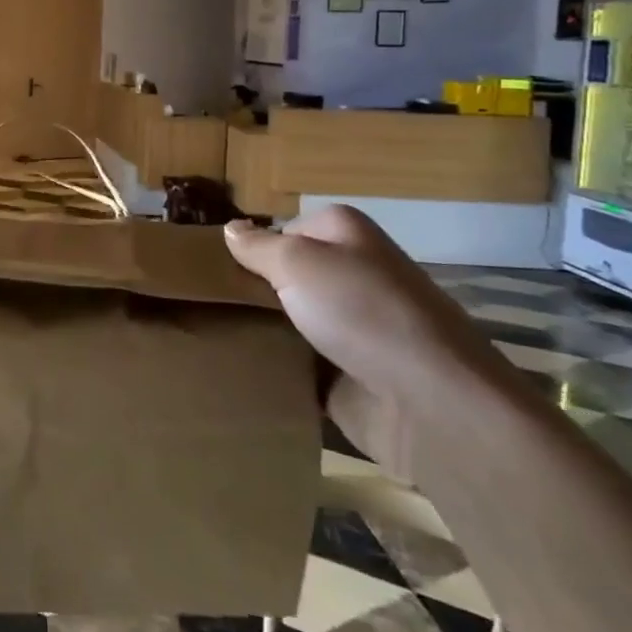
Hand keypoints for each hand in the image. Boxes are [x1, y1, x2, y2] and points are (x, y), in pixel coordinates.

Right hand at [224, 206, 515, 479]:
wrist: (428, 403)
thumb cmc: (360, 312)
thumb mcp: (297, 262)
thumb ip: (258, 246)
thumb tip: (231, 228)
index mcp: (345, 234)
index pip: (283, 229)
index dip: (250, 246)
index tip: (213, 266)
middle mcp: (351, 274)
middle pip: (285, 275)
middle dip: (250, 289)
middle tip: (203, 300)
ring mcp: (351, 325)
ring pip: (288, 318)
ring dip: (258, 328)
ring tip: (207, 332)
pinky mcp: (347, 372)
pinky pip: (297, 360)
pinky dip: (274, 365)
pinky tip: (237, 366)